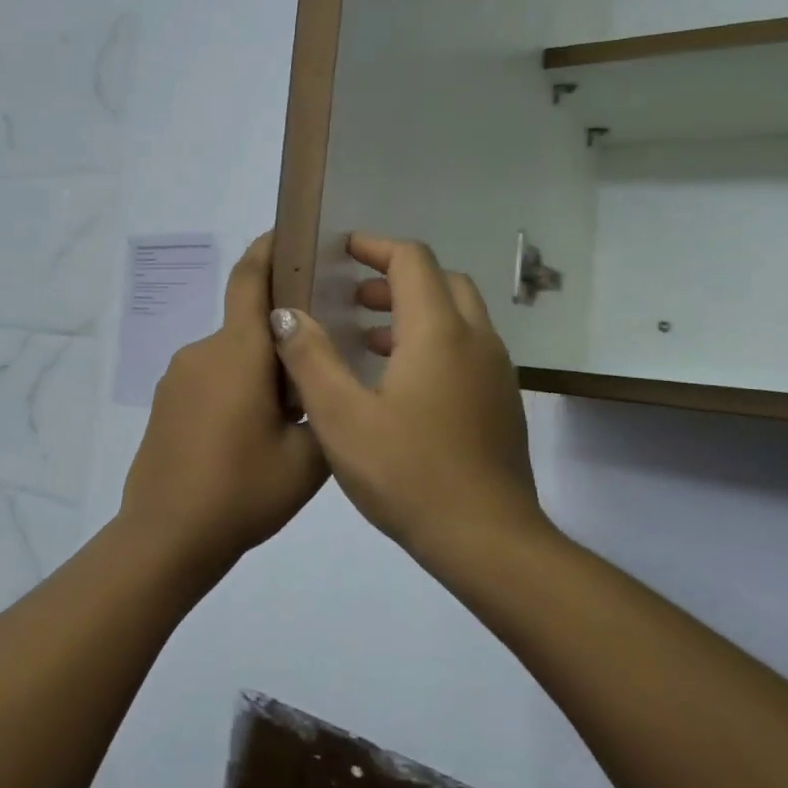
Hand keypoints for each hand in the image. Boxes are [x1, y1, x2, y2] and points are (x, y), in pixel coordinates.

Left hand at [121, 233, 328, 562]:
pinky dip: (233, 391)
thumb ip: (321, 406)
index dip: (267, 249)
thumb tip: (312, 382)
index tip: (286, 233)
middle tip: (315, 377)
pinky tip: (246, 437)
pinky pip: (208, 380)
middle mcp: (202, 351)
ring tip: (284, 421)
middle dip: (280, 341)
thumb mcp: (307, 457)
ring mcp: (177, 377)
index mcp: (238, 352)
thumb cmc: (243, 491)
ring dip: (256, 372)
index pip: (249, 280)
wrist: (167, 535)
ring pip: (230, 358)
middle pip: (247, 326)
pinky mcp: (164, 402)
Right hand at [270, 234, 539, 553]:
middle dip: (395, 279)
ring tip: (365, 339)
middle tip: (352, 298)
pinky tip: (397, 384)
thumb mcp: (340, 416)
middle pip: (441, 282)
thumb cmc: (408, 473)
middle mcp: (476, 341)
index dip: (375, 247)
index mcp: (439, 333)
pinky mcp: (500, 404)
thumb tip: (286, 314)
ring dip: (413, 313)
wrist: (487, 539)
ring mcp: (495, 373)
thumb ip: (309, 358)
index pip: (412, 260)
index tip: (341, 250)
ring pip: (456, 318)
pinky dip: (431, 343)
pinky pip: (465, 350)